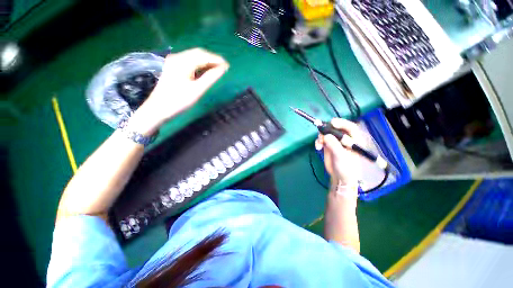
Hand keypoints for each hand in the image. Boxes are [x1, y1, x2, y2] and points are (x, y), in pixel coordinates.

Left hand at [130, 48, 228, 133]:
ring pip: (193, 57)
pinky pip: (189, 61)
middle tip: (224, 67)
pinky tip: (205, 70)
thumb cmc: (178, 101)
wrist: (158, 108)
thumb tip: (223, 69)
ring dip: (206, 61)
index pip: (203, 56)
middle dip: (212, 59)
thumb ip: (211, 78)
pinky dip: (199, 64)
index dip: (217, 59)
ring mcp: (174, 61)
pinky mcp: (173, 67)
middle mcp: (177, 58)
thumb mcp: (197, 90)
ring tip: (217, 69)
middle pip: (198, 53)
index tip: (228, 66)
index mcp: (182, 62)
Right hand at [315, 118, 363, 191]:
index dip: (342, 123)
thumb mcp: (341, 156)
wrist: (340, 177)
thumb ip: (334, 145)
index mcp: (354, 140)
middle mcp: (345, 139)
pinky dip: (318, 142)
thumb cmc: (346, 168)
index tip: (332, 123)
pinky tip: (317, 147)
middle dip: (327, 130)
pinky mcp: (328, 146)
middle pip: (336, 129)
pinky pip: (322, 140)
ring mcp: (336, 142)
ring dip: (321, 137)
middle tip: (321, 133)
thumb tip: (325, 136)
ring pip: (327, 133)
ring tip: (319, 144)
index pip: (350, 127)